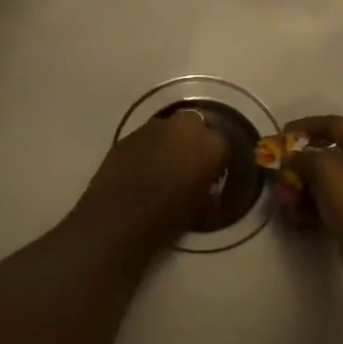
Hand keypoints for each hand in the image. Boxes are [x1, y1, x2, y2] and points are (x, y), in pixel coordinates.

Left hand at [72, 112, 230, 252]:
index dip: (216, 160)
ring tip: (163, 167)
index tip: (211, 175)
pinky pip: (146, 138)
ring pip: (169, 129)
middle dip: (193, 142)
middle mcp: (185, 127)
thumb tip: (208, 190)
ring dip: (169, 142)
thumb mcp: (201, 209)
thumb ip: (209, 192)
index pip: (222, 144)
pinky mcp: (129, 134)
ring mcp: (154, 127)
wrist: (120, 216)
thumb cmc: (168, 217)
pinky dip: (147, 149)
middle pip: (196, 126)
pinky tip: (141, 169)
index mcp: (211, 144)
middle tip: (188, 165)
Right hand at [269, 115, 342, 288]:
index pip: (331, 124)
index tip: (281, 134)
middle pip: (324, 155)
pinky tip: (295, 216)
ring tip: (283, 200)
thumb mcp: (322, 166)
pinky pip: (327, 204)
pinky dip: (310, 207)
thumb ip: (300, 157)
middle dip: (297, 165)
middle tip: (277, 173)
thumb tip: (288, 157)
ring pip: (323, 182)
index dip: (304, 126)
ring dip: (299, 189)